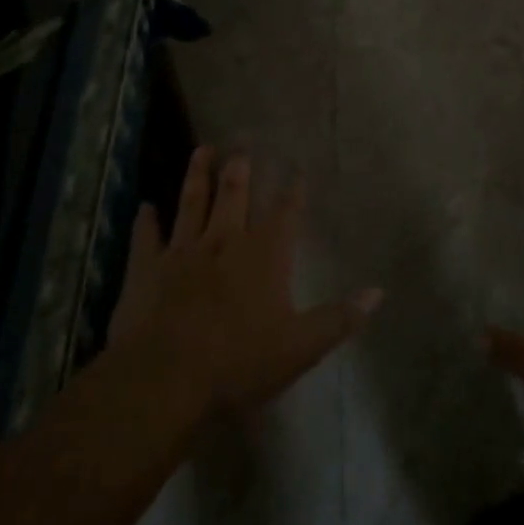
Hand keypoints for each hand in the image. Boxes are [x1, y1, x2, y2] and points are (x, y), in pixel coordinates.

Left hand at [110, 147, 382, 415]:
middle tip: (242, 145)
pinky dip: (147, 221)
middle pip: (234, 197)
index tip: (297, 168)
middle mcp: (224, 242)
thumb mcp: (301, 348)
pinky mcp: (147, 269)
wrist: (165, 378)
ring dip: (197, 176)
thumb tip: (378, 292)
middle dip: (240, 171)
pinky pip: (147, 237)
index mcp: (264, 257)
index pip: (284, 215)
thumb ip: (339, 318)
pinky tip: (145, 206)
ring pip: (191, 204)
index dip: (293, 191)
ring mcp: (182, 252)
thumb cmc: (239, 362)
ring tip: (202, 150)